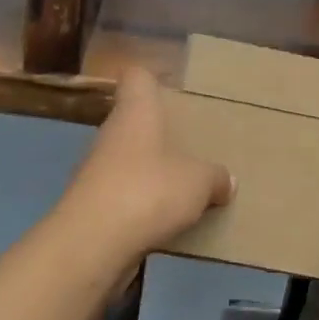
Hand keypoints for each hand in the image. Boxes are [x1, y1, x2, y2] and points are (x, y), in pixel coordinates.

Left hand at [55, 68, 233, 265]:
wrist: (92, 243)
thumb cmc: (148, 191)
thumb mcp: (199, 182)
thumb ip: (215, 177)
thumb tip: (227, 180)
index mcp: (136, 112)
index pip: (136, 77)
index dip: (152, 78)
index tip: (172, 89)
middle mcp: (111, 133)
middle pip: (133, 120)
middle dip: (159, 131)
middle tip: (190, 144)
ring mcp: (96, 169)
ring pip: (128, 158)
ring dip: (150, 170)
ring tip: (183, 185)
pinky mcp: (91, 203)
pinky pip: (122, 192)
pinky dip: (140, 201)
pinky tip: (164, 218)